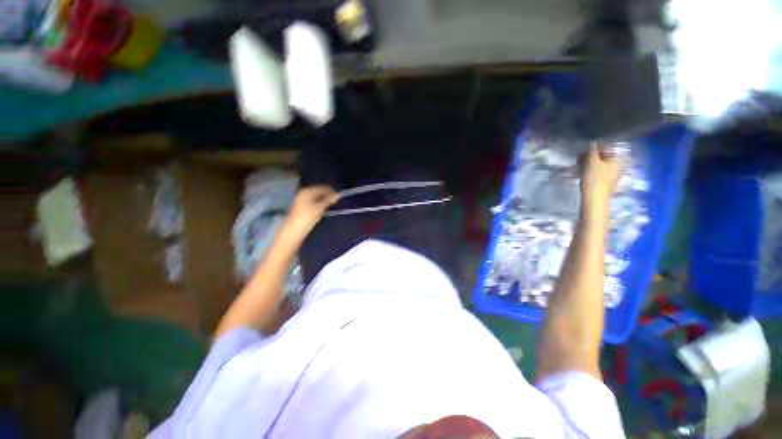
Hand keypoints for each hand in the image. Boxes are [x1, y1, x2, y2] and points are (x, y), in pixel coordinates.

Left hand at [281, 185, 338, 238]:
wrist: (294, 229)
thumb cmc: (308, 217)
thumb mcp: (320, 208)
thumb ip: (329, 200)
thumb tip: (337, 195)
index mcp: (308, 191)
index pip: (322, 188)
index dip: (331, 191)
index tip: (338, 196)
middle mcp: (303, 192)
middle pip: (318, 191)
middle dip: (327, 195)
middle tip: (335, 201)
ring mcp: (300, 198)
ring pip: (315, 196)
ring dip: (323, 199)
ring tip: (330, 204)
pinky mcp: (300, 205)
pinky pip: (312, 200)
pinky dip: (318, 202)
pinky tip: (322, 207)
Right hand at [580, 145, 622, 213]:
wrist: (594, 199)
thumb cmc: (595, 179)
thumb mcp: (592, 161)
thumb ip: (592, 150)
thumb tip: (591, 142)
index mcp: (618, 159)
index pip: (605, 148)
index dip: (592, 149)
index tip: (582, 153)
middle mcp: (618, 165)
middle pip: (602, 156)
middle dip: (590, 157)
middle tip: (579, 161)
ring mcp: (612, 175)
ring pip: (598, 165)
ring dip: (588, 164)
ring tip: (578, 167)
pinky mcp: (605, 182)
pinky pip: (597, 172)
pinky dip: (589, 171)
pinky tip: (581, 174)